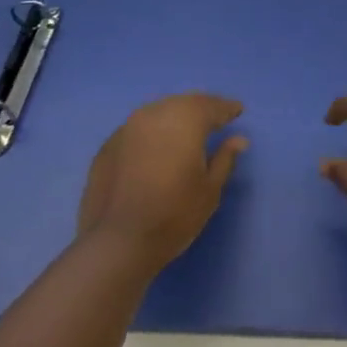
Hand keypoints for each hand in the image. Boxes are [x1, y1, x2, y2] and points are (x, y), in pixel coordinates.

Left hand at [77, 93, 247, 274]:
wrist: (117, 243)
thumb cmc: (174, 215)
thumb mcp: (210, 190)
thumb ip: (225, 158)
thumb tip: (238, 139)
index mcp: (185, 119)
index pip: (212, 106)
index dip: (227, 108)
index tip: (237, 111)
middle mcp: (155, 114)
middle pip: (183, 103)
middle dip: (201, 108)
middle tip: (214, 118)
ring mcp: (127, 128)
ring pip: (158, 112)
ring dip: (174, 117)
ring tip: (185, 131)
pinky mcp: (107, 146)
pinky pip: (137, 130)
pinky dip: (151, 133)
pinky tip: (154, 149)